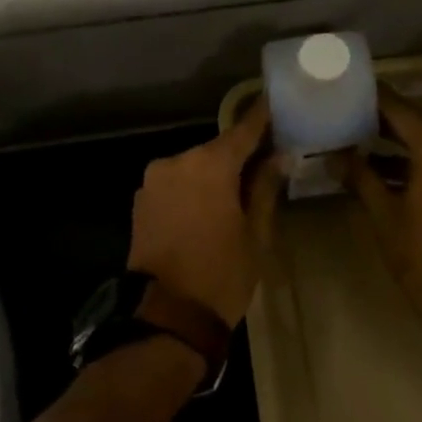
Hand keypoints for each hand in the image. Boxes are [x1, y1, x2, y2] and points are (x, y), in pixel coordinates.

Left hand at [127, 101, 280, 329]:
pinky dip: (195, 188)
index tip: (276, 103)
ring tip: (241, 190)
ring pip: (195, 167)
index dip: (262, 118)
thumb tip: (279, 157)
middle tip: (268, 160)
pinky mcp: (142, 202)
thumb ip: (264, 187)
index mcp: (208, 164)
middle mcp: (176, 162)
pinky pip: (176, 184)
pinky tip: (211, 206)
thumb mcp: (255, 233)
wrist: (166, 318)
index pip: (243, 130)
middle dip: (241, 154)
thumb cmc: (221, 275)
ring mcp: (154, 182)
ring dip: (215, 173)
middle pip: (217, 149)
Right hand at [341, 89, 421, 340]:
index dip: (374, 101)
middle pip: (421, 128)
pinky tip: (396, 176)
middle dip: (386, 128)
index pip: (402, 111)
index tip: (351, 91)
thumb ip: (360, 177)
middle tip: (351, 122)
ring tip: (366, 151)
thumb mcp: (384, 215)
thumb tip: (333, 155)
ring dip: (406, 152)